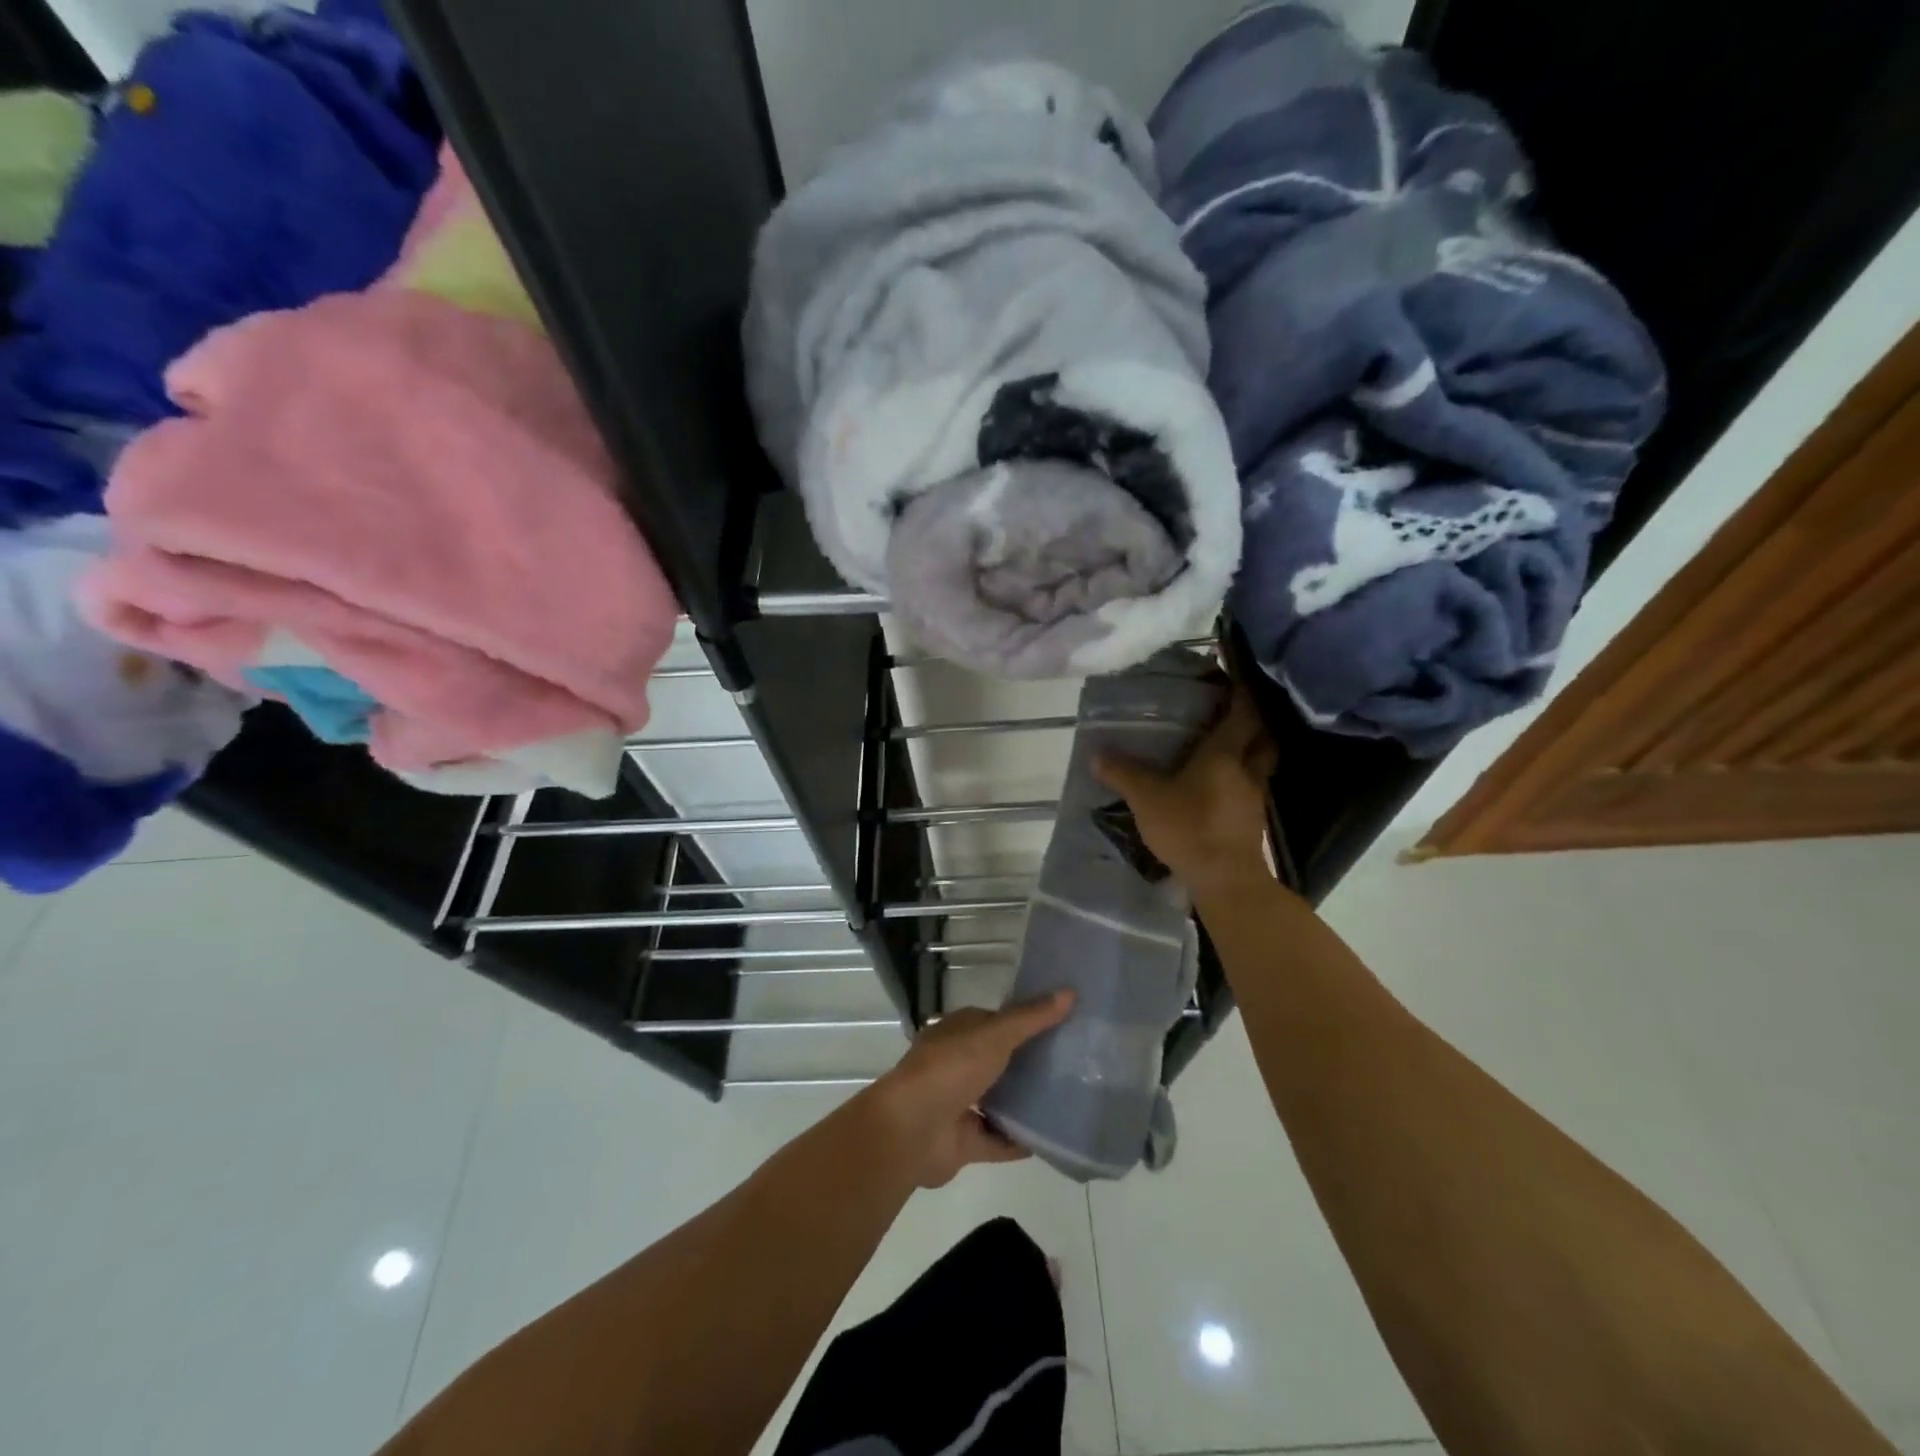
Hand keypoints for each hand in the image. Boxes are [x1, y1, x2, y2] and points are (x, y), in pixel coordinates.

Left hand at [866, 993, 1074, 1188]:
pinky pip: (1000, 1139)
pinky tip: (1053, 1138)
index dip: (1026, 1021)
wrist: (911, 1131)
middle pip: (1000, 1061)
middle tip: (1075, 1063)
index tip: (1063, 1023)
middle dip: (1030, 1063)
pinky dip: (1022, 1140)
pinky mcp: (965, 1141)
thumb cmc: (950, 1069)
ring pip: (1000, 1100)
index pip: (995, 1022)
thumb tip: (1069, 991)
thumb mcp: (994, 1035)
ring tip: (1069, 1098)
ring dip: (1027, 1102)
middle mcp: (957, 1065)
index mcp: (958, 1033)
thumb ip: (1031, 1018)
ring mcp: (960, 1104)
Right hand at [1093, 684, 1278, 896]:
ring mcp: (1255, 798)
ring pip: (1260, 765)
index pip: (1242, 714)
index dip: (1241, 694)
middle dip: (1254, 724)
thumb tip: (1096, 754)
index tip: (1234, 680)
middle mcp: (1247, 770)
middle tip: (1234, 715)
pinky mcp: (1253, 823)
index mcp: (1225, 754)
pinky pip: (1252, 791)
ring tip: (1227, 751)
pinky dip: (1241, 783)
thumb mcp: (1146, 798)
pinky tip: (1222, 789)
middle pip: (1262, 738)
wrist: (1225, 880)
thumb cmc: (1189, 827)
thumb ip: (1123, 774)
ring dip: (1250, 754)